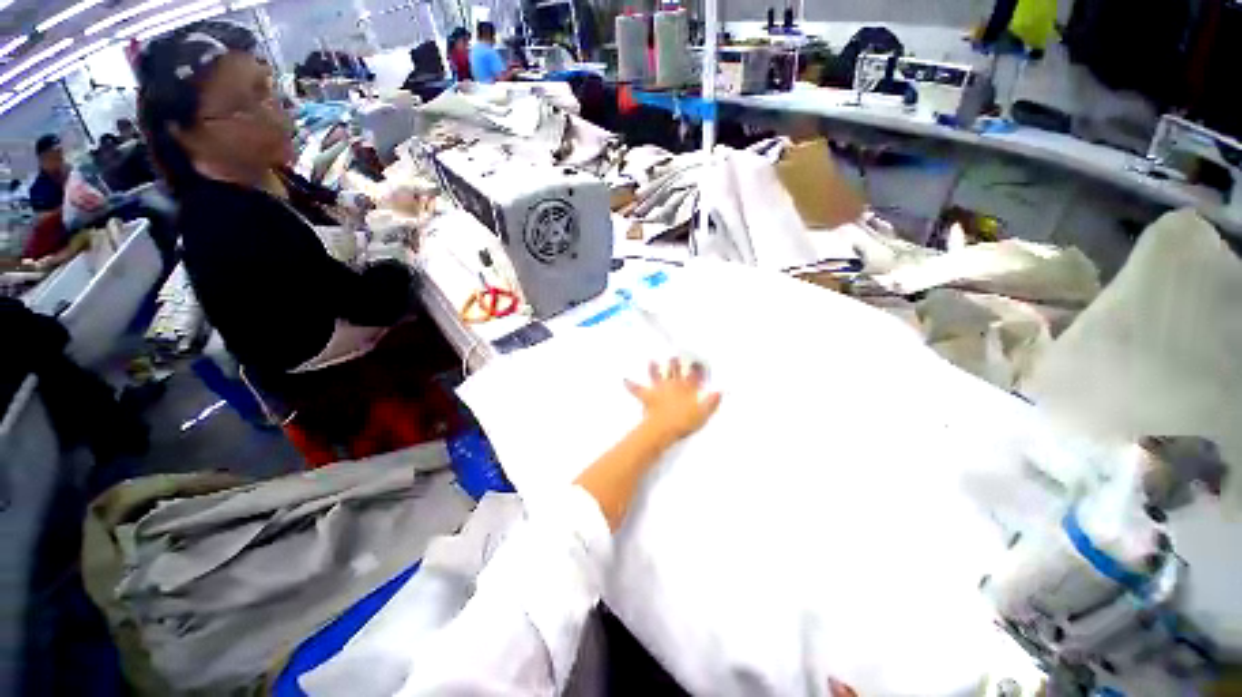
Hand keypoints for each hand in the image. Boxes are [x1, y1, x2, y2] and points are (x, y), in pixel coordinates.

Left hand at [625, 359, 720, 444]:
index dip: (695, 368)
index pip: (693, 375)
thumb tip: (719, 391)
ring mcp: (660, 389)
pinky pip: (638, 389)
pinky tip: (624, 380)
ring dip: (654, 368)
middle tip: (674, 356)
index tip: (697, 361)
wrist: (665, 428)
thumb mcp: (704, 414)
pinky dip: (631, 385)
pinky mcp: (648, 396)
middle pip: (674, 371)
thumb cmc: (685, 422)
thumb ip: (711, 402)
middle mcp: (673, 385)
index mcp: (688, 388)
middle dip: (675, 363)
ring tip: (652, 360)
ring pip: (657, 375)